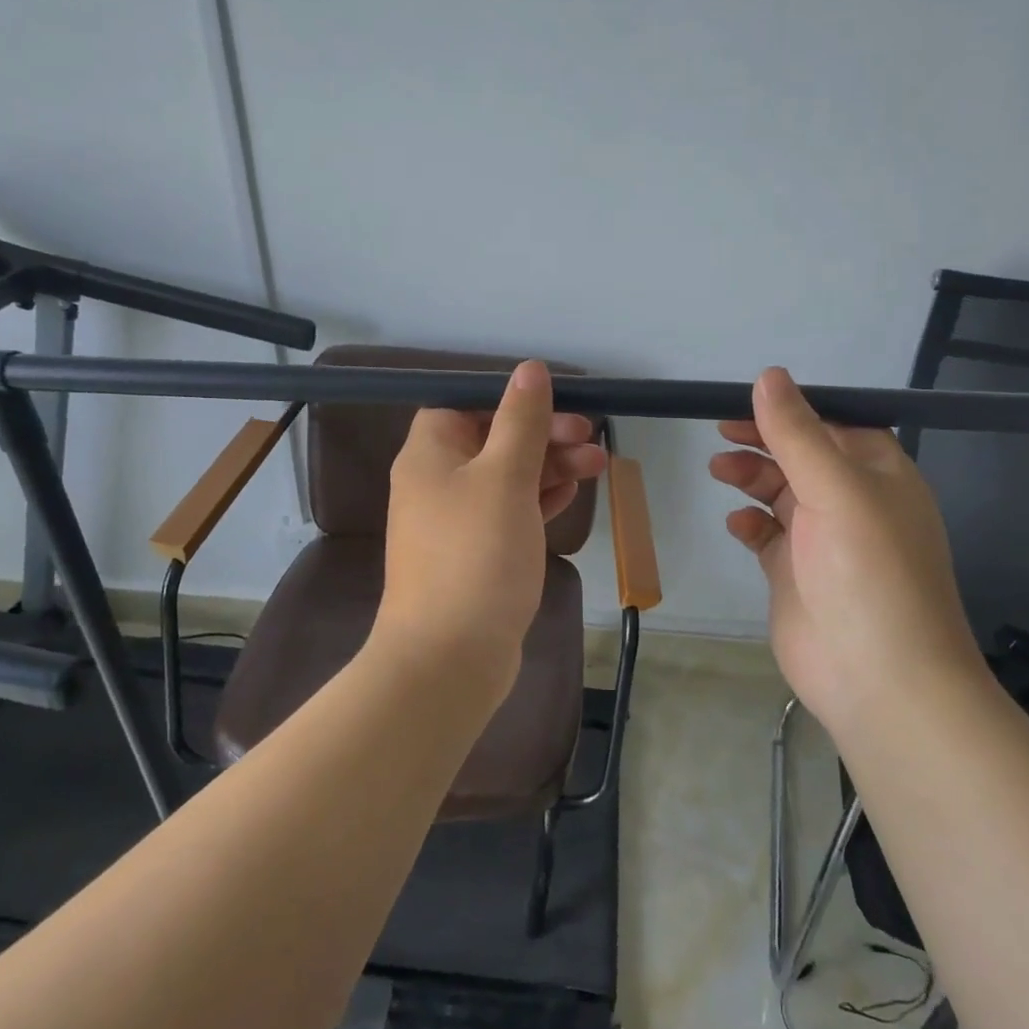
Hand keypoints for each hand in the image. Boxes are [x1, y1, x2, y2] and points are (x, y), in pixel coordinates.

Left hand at [374, 361, 606, 698]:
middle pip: (492, 439)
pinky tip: (571, 495)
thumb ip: (520, 421)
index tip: (555, 405)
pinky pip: (509, 513)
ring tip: (599, 464)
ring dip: (550, 466)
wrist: (449, 658)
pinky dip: (538, 500)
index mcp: (430, 453)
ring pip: (507, 477)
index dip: (509, 400)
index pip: (464, 403)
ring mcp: (455, 522)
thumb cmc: (475, 555)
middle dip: (544, 434)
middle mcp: (436, 482)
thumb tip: (530, 369)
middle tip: (590, 438)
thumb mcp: (504, 477)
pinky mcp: (475, 555)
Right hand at [709, 367, 983, 728]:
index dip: (793, 410)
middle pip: (802, 456)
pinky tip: (737, 524)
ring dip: (751, 478)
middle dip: (764, 442)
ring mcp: (823, 541)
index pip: (834, 424)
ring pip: (781, 493)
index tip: (747, 402)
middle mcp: (853, 503)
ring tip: (719, 471)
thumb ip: (797, 433)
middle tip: (721, 434)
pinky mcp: (796, 574)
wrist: (879, 680)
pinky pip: (767, 536)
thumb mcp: (836, 490)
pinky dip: (750, 524)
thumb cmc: (867, 573)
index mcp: (878, 475)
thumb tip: (769, 376)